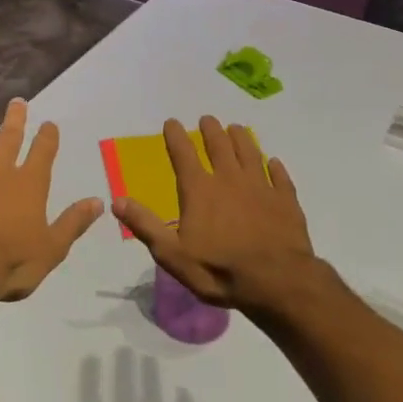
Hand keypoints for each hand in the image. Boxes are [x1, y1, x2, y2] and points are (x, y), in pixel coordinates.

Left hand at [0, 98, 103, 304]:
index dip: (48, 136)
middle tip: (17, 102)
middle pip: (9, 138)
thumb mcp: (53, 248)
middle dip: (15, 119)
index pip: (43, 152)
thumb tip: (98, 202)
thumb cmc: (12, 262)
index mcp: (30, 184)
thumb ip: (73, 222)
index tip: (49, 124)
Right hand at [114, 116, 317, 311]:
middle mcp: (229, 180)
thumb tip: (116, 201)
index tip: (171, 122)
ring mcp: (261, 187)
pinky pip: (280, 177)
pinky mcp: (286, 201)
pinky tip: (274, 162)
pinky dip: (276, 167)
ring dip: (241, 138)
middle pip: (219, 146)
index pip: (183, 154)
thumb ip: (145, 225)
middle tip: (207, 119)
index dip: (176, 136)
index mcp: (199, 190)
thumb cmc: (219, 270)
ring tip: (236, 128)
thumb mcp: (172, 254)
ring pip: (250, 153)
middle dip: (211, 130)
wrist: (277, 282)